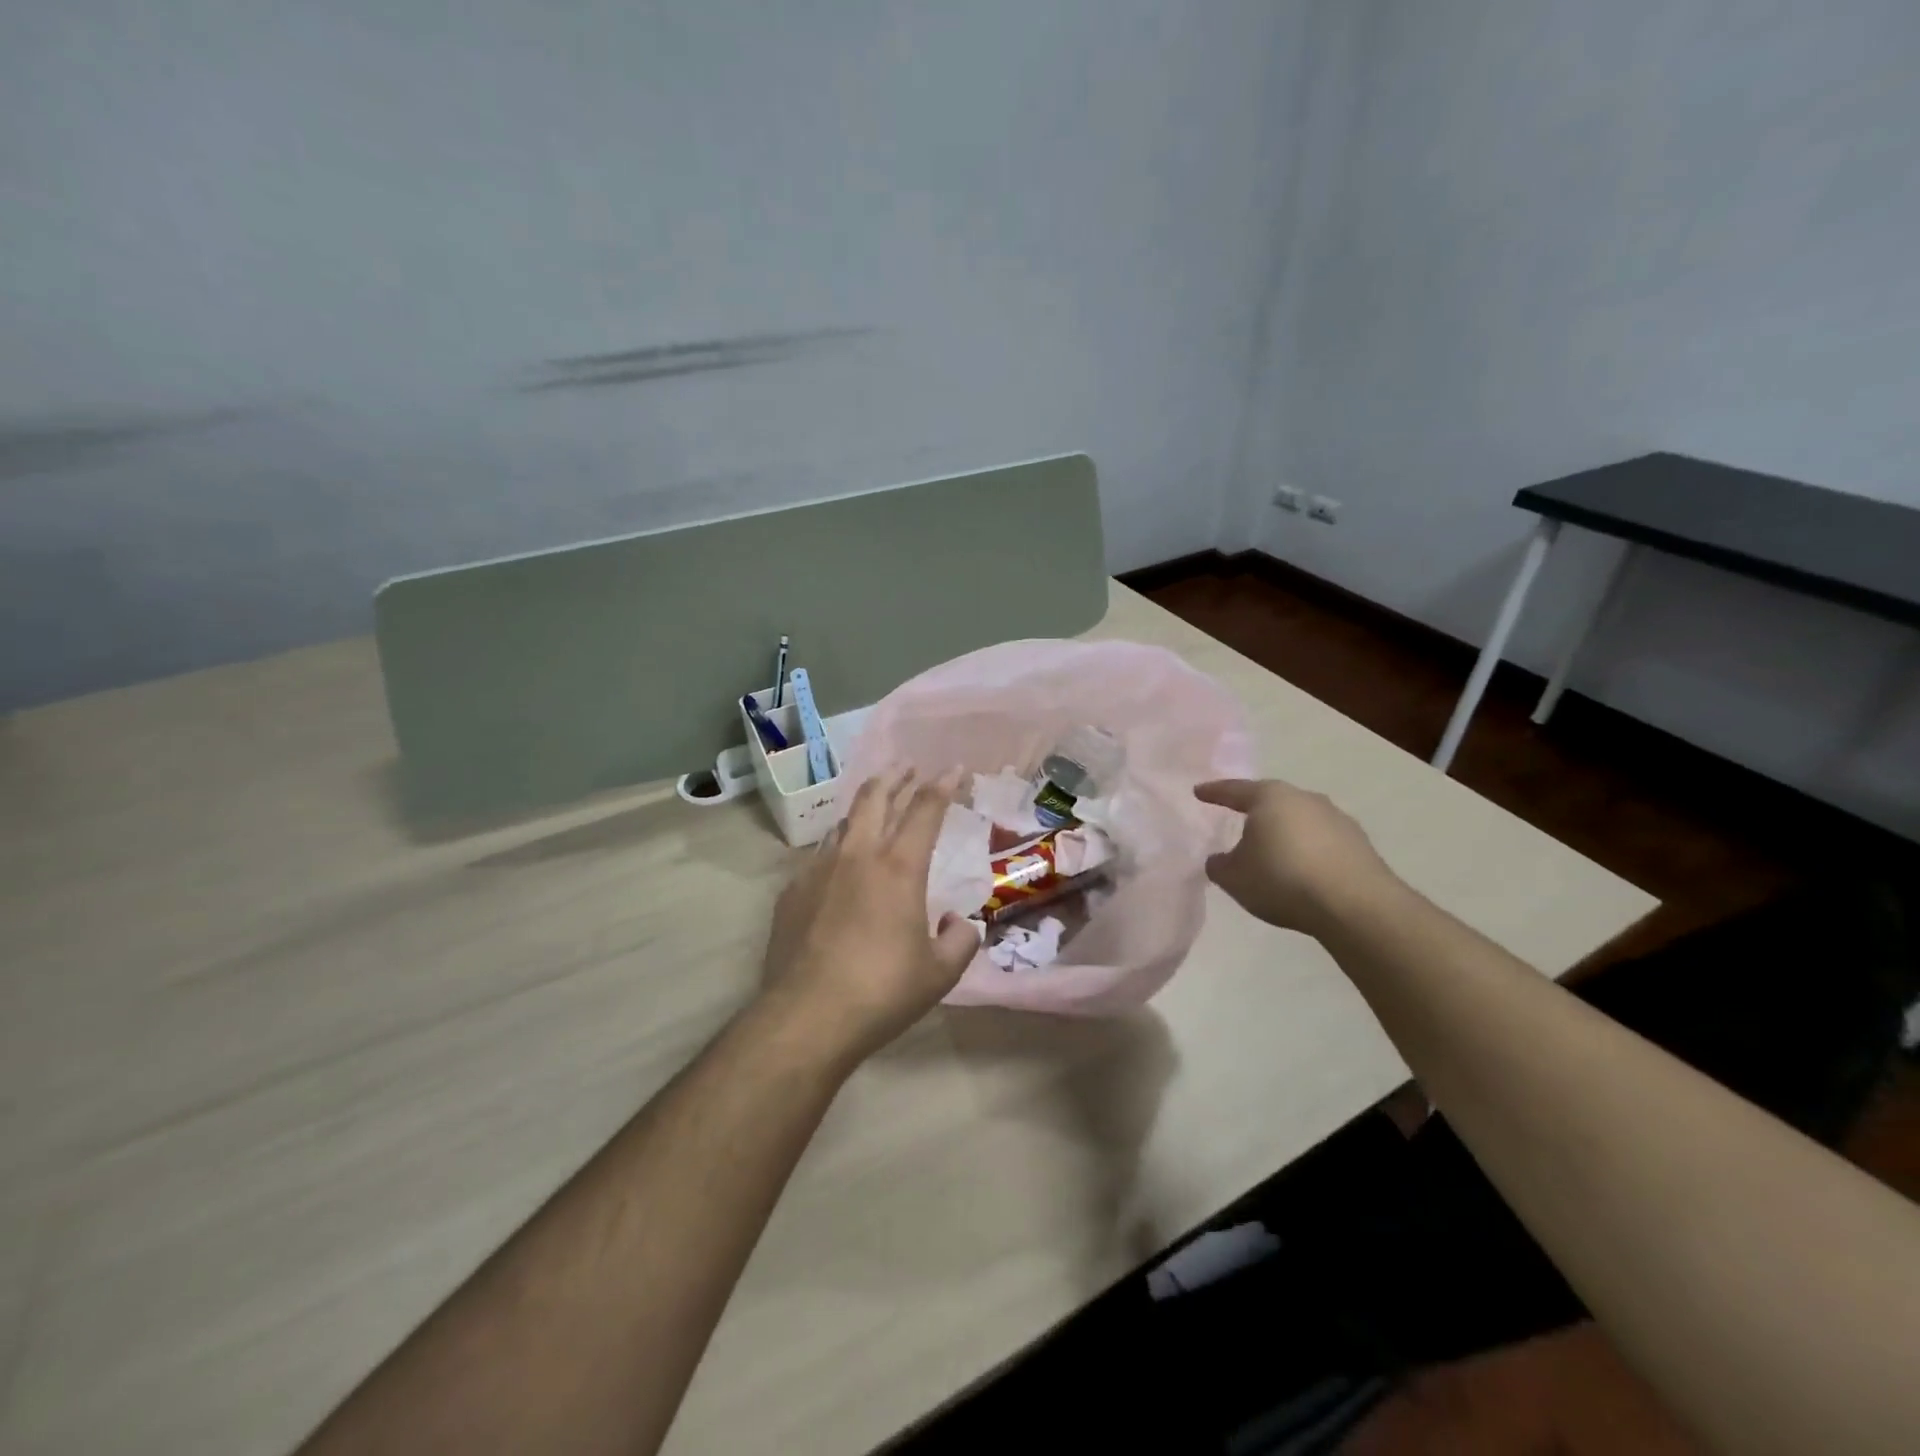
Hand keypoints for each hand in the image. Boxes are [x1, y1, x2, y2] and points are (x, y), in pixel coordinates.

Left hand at [756, 768, 980, 1068]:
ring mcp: (819, 869)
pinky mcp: (792, 890)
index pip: (926, 810)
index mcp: (899, 867)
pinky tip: (841, 862)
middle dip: (896, 776)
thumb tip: (958, 923)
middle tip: (908, 767)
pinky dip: (840, 846)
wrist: (807, 1016)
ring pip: (844, 821)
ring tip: (875, 806)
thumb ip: (960, 941)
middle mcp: (858, 855)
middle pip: (876, 797)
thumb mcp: (940, 973)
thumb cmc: (882, 991)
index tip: (954, 769)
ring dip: (865, 807)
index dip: (943, 785)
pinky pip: (821, 854)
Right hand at [1194, 778, 1395, 936]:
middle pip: (1271, 801)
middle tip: (1238, 821)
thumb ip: (1219, 865)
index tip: (1199, 792)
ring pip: (1299, 820)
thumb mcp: (1234, 877)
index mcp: (1270, 797)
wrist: (1355, 906)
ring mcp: (1336, 818)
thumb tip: (1220, 859)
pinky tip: (1302, 871)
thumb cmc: (1282, 880)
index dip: (1214, 792)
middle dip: (1254, 812)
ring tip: (1271, 853)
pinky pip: (1321, 841)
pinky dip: (1307, 851)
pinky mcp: (1359, 843)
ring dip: (1284, 833)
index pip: (1234, 790)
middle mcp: (1304, 798)